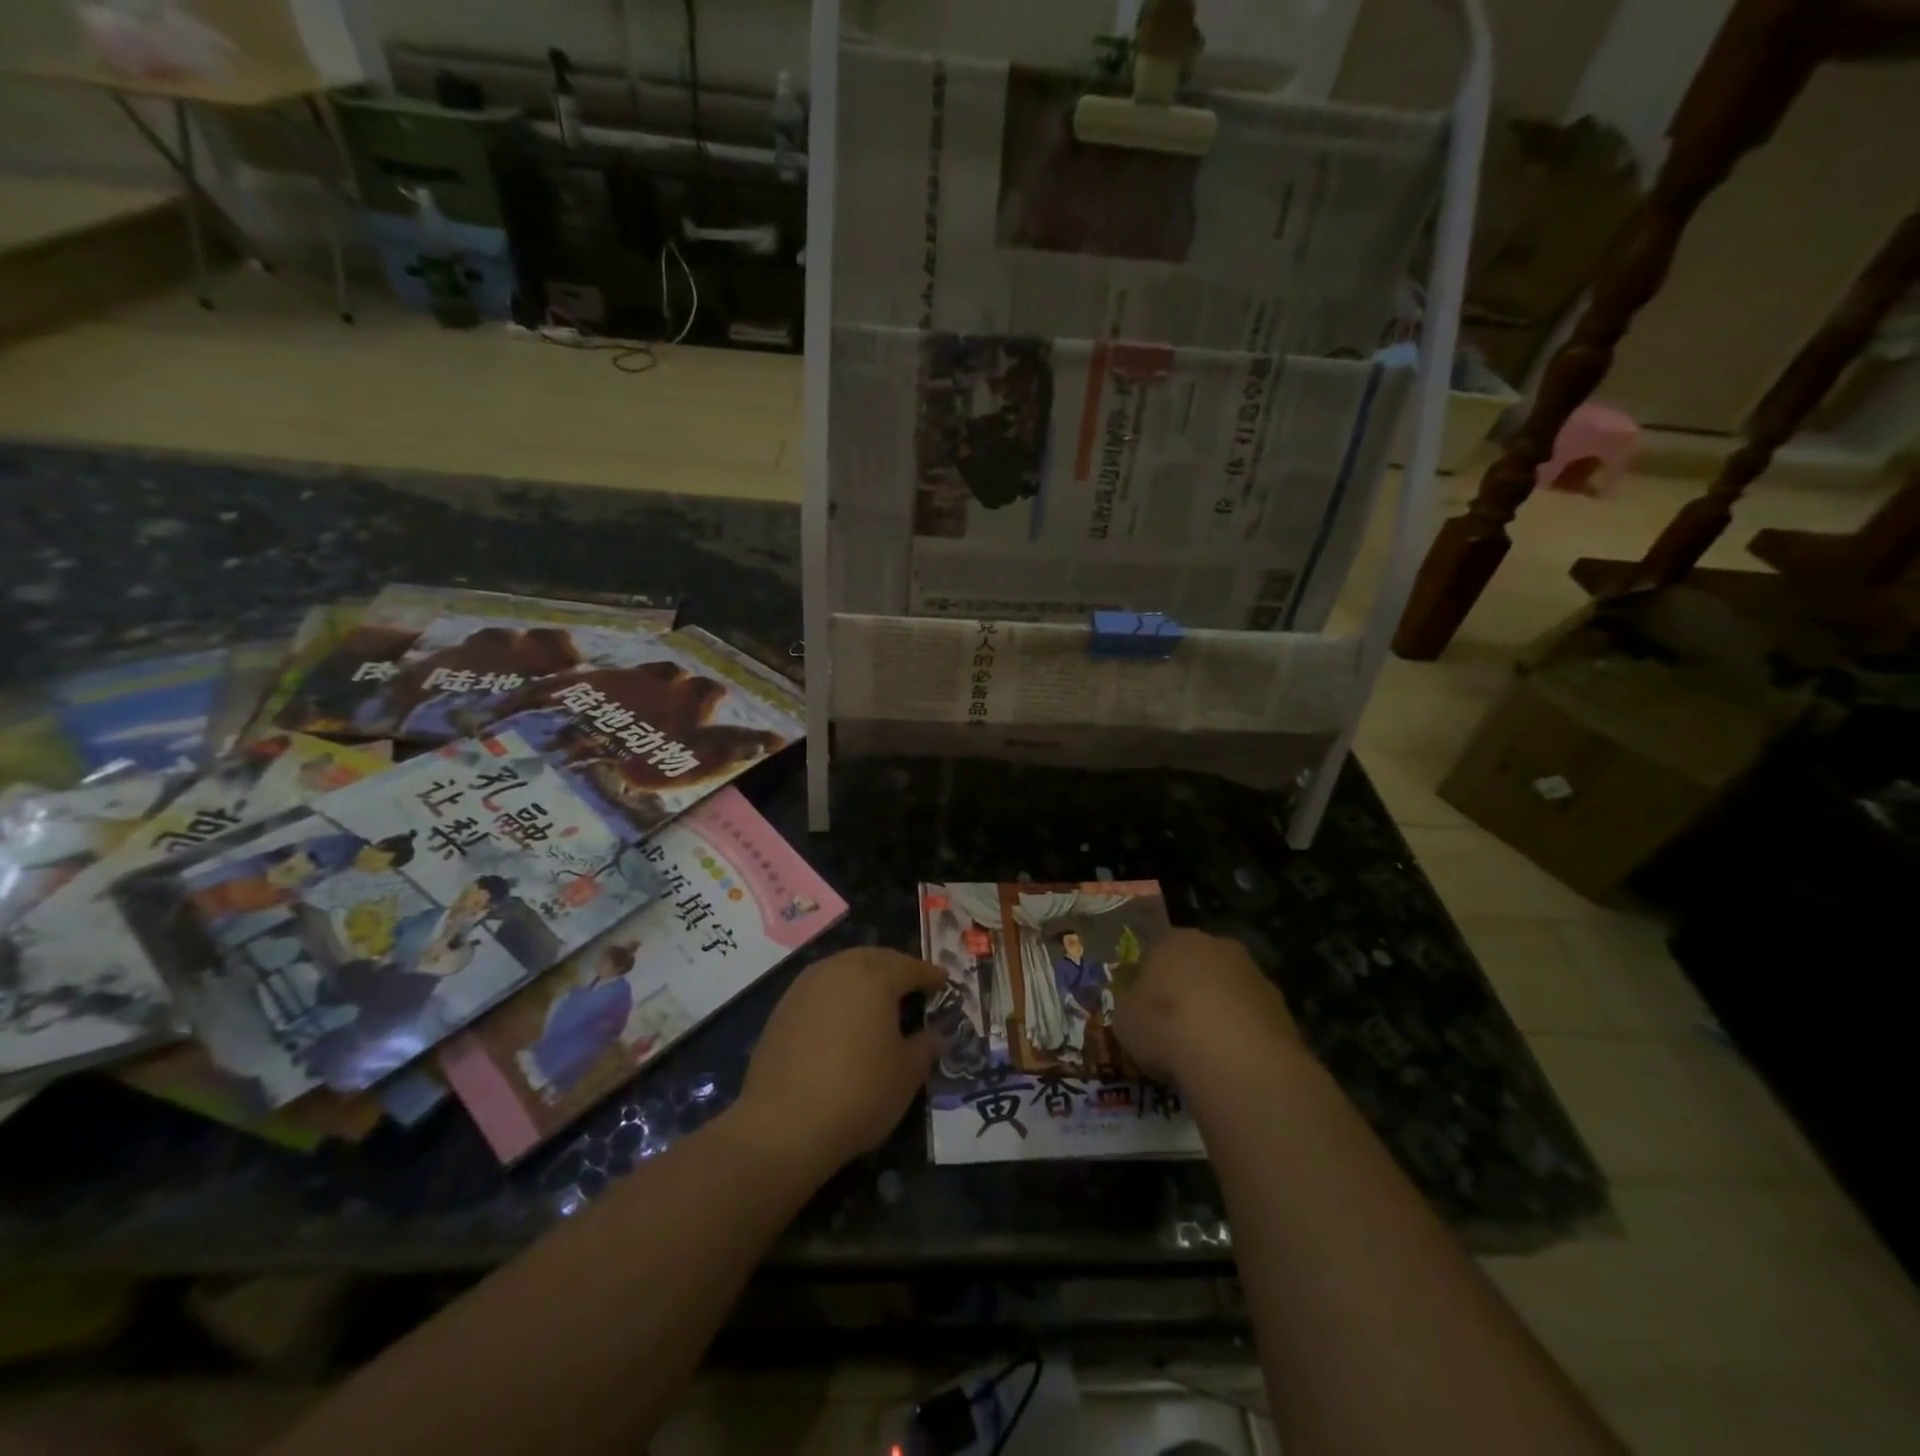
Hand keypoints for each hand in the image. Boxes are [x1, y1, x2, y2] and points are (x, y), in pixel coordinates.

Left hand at [732, 948, 945, 1169]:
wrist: (782, 1125)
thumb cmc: (859, 1092)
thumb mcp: (907, 1074)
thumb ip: (925, 1046)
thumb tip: (933, 1035)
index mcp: (874, 976)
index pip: (910, 967)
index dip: (930, 976)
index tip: (943, 983)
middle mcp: (838, 969)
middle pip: (874, 959)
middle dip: (895, 970)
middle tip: (912, 988)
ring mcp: (804, 987)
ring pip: (843, 971)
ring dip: (863, 981)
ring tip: (878, 1004)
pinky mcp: (781, 1010)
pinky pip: (820, 992)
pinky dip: (838, 999)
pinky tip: (843, 1023)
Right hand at [1113, 928, 1302, 1085]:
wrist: (1234, 1058)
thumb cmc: (1165, 1026)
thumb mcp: (1124, 1017)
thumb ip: (1129, 1004)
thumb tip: (1135, 1004)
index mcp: (1174, 939)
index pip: (1156, 952)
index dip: (1148, 981)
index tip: (1143, 1010)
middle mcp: (1216, 947)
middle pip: (1196, 966)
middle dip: (1187, 991)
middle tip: (1174, 1028)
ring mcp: (1254, 975)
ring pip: (1227, 992)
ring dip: (1218, 1013)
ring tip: (1204, 1053)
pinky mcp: (1282, 1009)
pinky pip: (1251, 1020)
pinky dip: (1242, 1037)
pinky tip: (1231, 1064)